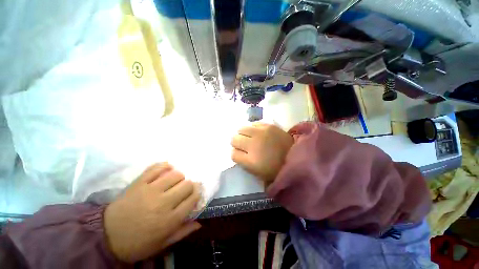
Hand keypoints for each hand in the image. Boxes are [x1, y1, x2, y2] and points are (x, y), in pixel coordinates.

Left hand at [104, 163, 200, 262]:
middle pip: (187, 184)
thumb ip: (183, 232)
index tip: (195, 193)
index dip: (197, 193)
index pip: (193, 198)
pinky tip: (167, 170)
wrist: (106, 236)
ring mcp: (150, 190)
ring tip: (175, 181)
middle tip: (184, 189)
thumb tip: (200, 223)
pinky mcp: (139, 183)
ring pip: (176, 174)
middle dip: (190, 185)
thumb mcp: (162, 244)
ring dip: (179, 177)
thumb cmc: (137, 243)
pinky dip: (165, 166)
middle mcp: (163, 203)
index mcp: (170, 220)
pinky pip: (157, 167)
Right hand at [231, 123, 293, 184]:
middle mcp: (253, 145)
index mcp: (250, 161)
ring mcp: (261, 133)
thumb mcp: (257, 172)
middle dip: (236, 143)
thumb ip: (243, 161)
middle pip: (234, 139)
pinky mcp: (268, 126)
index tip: (239, 154)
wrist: (296, 157)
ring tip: (248, 137)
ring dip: (242, 134)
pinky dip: (252, 129)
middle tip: (242, 145)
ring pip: (241, 129)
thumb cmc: (276, 169)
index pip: (233, 153)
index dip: (235, 153)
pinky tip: (257, 132)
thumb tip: (236, 151)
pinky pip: (253, 124)